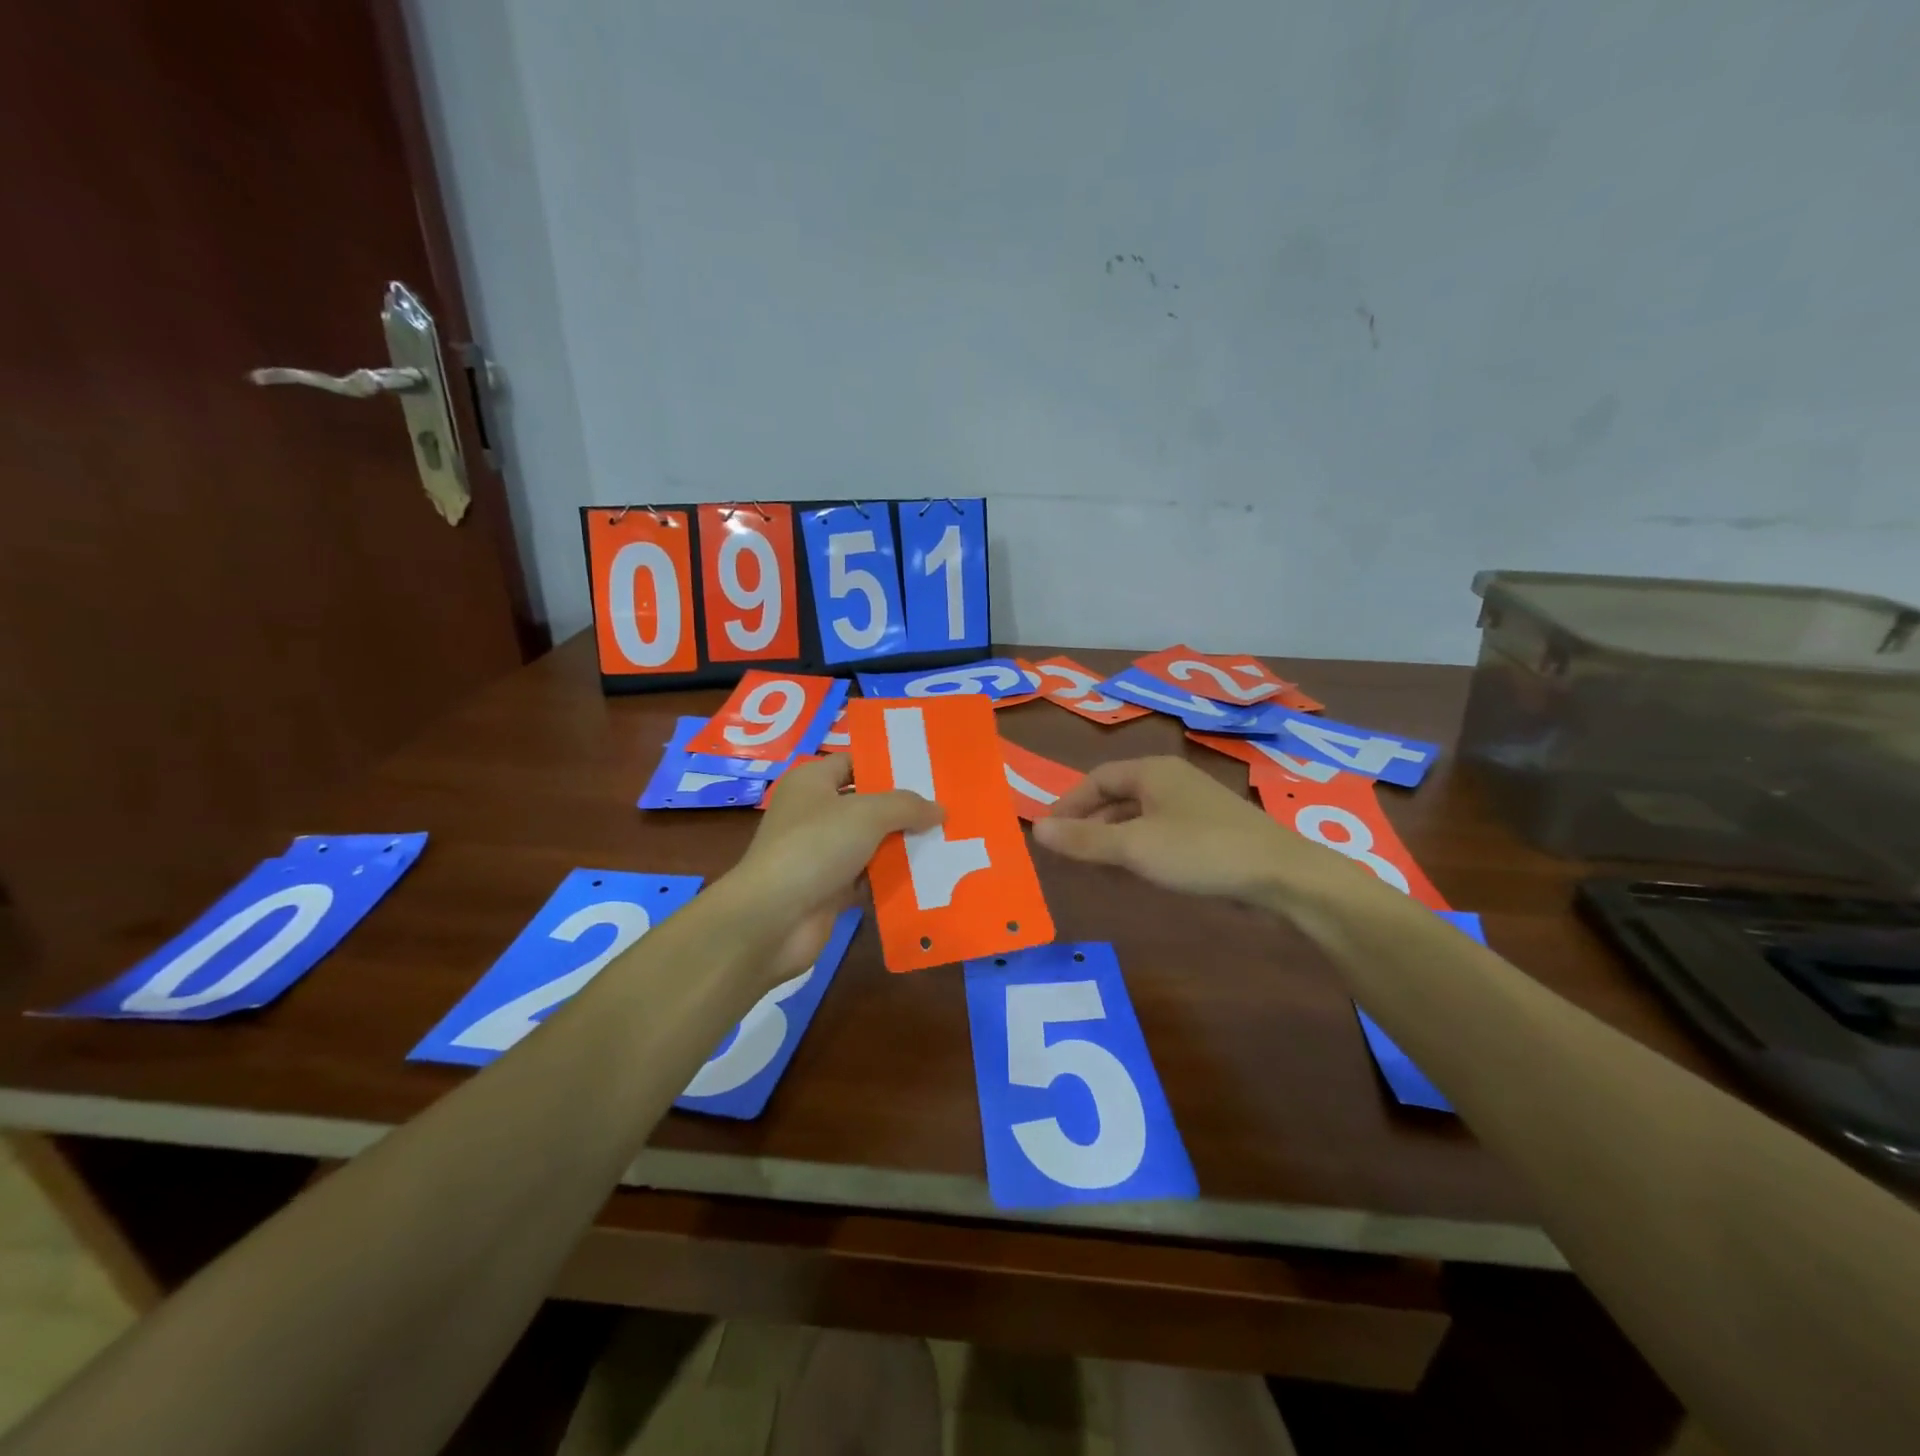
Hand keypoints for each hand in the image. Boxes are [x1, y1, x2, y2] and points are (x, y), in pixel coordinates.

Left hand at [719, 755, 940, 983]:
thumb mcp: (867, 814)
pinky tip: (929, 878)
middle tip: (948, 809)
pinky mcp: (829, 890)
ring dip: (903, 847)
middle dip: (904, 810)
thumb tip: (939, 809)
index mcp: (812, 782)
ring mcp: (820, 854)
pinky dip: (892, 879)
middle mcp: (814, 813)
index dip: (888, 765)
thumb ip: (906, 806)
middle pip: (867, 805)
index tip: (929, 772)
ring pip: (871, 844)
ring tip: (949, 842)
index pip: (854, 763)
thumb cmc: (815, 847)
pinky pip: (868, 878)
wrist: (773, 919)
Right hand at [1032, 756, 1365, 909]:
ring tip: (1092, 866)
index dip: (1068, 804)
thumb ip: (1084, 839)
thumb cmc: (1200, 852)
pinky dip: (1138, 848)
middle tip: (1066, 853)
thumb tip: (1036, 829)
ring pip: (1138, 816)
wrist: (1282, 876)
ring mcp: (1193, 805)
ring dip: (1112, 838)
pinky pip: (1160, 833)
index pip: (1096, 779)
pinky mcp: (1209, 831)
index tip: (1047, 833)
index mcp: (1152, 772)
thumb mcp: (1134, 847)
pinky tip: (1134, 872)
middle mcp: (1171, 780)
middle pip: (1116, 796)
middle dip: (1088, 823)